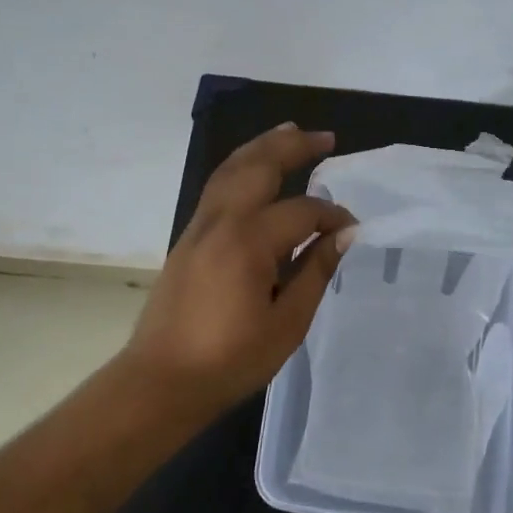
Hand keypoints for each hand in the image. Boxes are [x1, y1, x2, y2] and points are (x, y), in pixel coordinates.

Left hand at [120, 123, 355, 417]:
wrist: (160, 381)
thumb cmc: (229, 361)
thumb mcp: (286, 324)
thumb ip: (315, 272)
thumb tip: (343, 236)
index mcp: (248, 243)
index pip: (302, 211)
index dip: (332, 216)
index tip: (353, 231)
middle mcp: (221, 222)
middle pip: (259, 166)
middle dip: (294, 146)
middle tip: (325, 137)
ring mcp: (199, 226)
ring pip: (232, 168)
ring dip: (263, 146)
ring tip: (290, 131)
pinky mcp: (188, 236)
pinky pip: (218, 185)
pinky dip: (241, 166)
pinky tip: (255, 168)